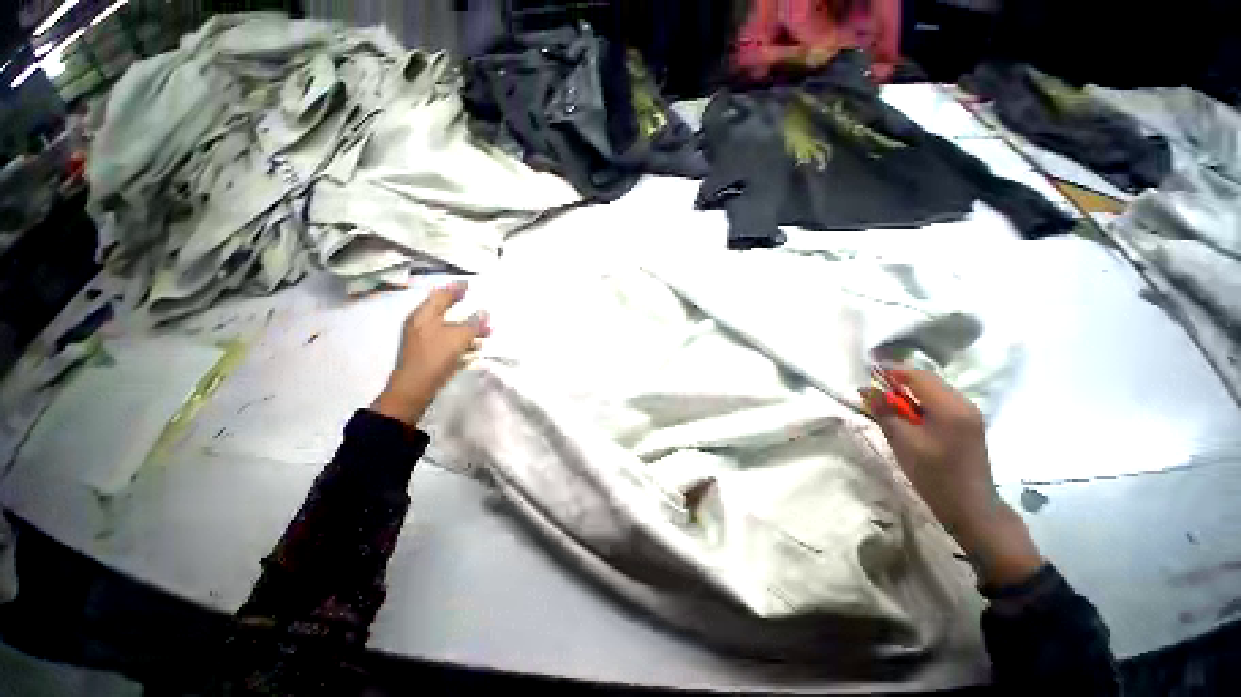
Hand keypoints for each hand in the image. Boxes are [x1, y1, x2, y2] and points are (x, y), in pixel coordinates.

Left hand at [371, 282, 489, 425]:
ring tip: (486, 331)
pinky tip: (475, 347)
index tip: (468, 283)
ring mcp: (423, 340)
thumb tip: (484, 313)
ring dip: (467, 328)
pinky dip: (462, 341)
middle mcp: (421, 325)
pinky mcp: (428, 355)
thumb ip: (473, 324)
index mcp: (423, 316)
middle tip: (480, 305)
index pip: (441, 295)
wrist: (413, 390)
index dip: (455, 288)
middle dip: (464, 309)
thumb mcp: (458, 338)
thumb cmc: (434, 358)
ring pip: (449, 328)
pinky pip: (448, 341)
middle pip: (444, 310)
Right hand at [861, 369, 1043, 587]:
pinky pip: (941, 403)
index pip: (918, 376)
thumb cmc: (935, 475)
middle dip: (899, 380)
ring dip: (909, 391)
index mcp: (950, 407)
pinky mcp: (969, 424)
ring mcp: (969, 414)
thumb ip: (884, 412)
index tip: (868, 369)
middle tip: (873, 387)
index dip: (892, 370)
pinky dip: (921, 402)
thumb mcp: (903, 442)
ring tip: (885, 400)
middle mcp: (964, 404)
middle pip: (928, 380)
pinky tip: (907, 414)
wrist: (971, 508)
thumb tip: (866, 389)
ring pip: (934, 391)